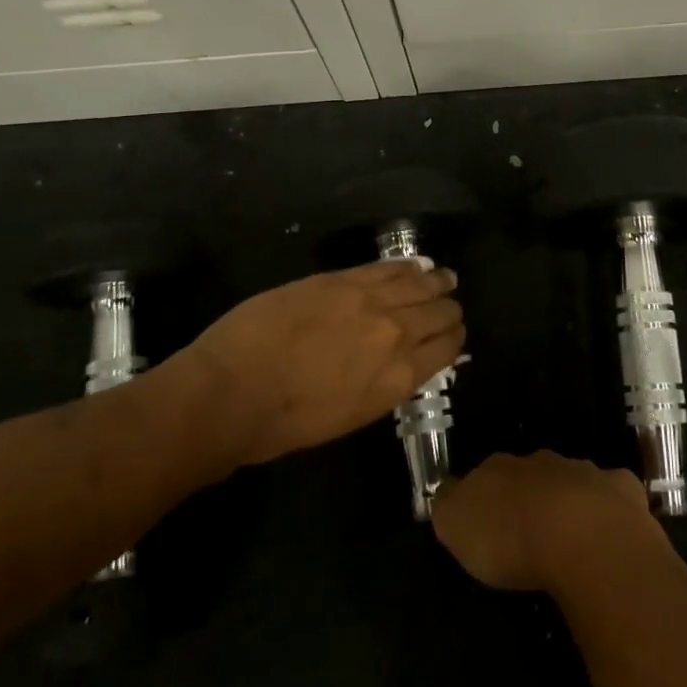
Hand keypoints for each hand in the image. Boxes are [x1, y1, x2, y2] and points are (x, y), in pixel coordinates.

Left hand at [178, 260, 463, 467]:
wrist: (232, 391)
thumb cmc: (284, 423)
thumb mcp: (349, 416)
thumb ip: (381, 386)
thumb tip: (396, 366)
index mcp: (398, 379)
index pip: (446, 349)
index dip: (453, 339)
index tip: (453, 335)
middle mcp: (396, 335)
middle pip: (439, 312)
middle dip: (448, 309)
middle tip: (448, 306)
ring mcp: (370, 301)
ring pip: (420, 283)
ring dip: (436, 281)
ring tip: (444, 277)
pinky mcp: (341, 279)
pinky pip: (387, 267)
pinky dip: (407, 265)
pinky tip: (416, 264)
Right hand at [432, 451, 665, 593]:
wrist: (584, 538)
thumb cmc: (512, 537)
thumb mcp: (456, 525)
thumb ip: (449, 505)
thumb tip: (449, 492)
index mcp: (501, 468)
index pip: (486, 472)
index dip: (485, 495)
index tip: (486, 520)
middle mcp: (542, 462)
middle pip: (531, 474)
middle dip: (529, 496)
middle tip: (526, 531)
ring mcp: (586, 473)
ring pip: (572, 481)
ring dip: (569, 502)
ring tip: (568, 539)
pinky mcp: (624, 492)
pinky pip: (614, 496)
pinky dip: (611, 510)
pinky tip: (611, 535)